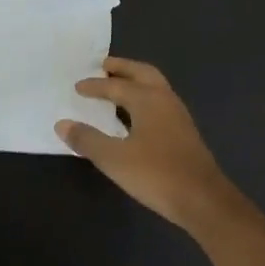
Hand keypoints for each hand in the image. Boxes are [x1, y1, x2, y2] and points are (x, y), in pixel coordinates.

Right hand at [55, 57, 238, 231]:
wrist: (202, 199)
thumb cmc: (156, 174)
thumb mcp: (114, 159)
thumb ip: (87, 139)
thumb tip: (62, 124)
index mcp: (147, 99)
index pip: (115, 85)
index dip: (94, 86)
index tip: (77, 86)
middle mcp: (165, 99)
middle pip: (142, 73)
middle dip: (122, 68)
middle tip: (103, 66)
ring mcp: (179, 115)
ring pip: (155, 86)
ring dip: (136, 81)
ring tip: (117, 87)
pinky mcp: (185, 132)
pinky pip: (160, 102)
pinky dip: (144, 98)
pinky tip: (135, 116)